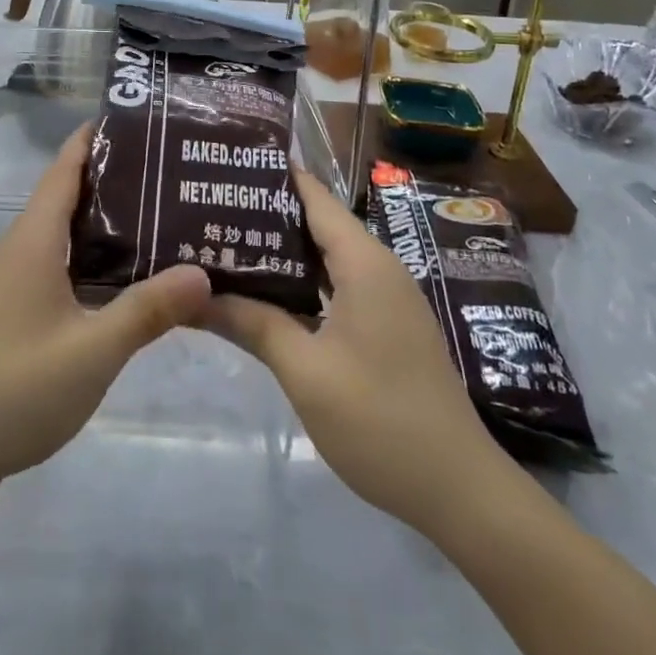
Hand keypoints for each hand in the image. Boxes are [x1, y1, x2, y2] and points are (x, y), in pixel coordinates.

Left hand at [0, 124, 210, 502]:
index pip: (66, 166)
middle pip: (70, 194)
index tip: (146, 122)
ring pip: (66, 233)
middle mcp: (22, 248)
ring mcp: (15, 281)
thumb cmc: (15, 390)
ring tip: (166, 218)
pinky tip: (129, 279)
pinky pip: (61, 265)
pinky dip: (95, 258)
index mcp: (34, 240)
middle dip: (118, 178)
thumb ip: (148, 311)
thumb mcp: (92, 352)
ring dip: (109, 222)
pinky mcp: (15, 311)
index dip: (99, 137)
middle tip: (175, 173)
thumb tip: (203, 271)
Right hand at [201, 171, 512, 532]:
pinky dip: (302, 281)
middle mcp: (379, 267)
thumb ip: (251, 324)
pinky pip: (338, 284)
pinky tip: (267, 293)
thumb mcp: (305, 372)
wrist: (461, 491)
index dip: (273, 175)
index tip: (227, 162)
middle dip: (267, 212)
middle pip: (318, 222)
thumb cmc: (380, 421)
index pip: (314, 196)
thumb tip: (194, 296)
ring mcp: (387, 297)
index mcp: (364, 262)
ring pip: (327, 256)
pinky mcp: (388, 325)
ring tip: (227, 241)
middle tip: (211, 205)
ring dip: (283, 250)